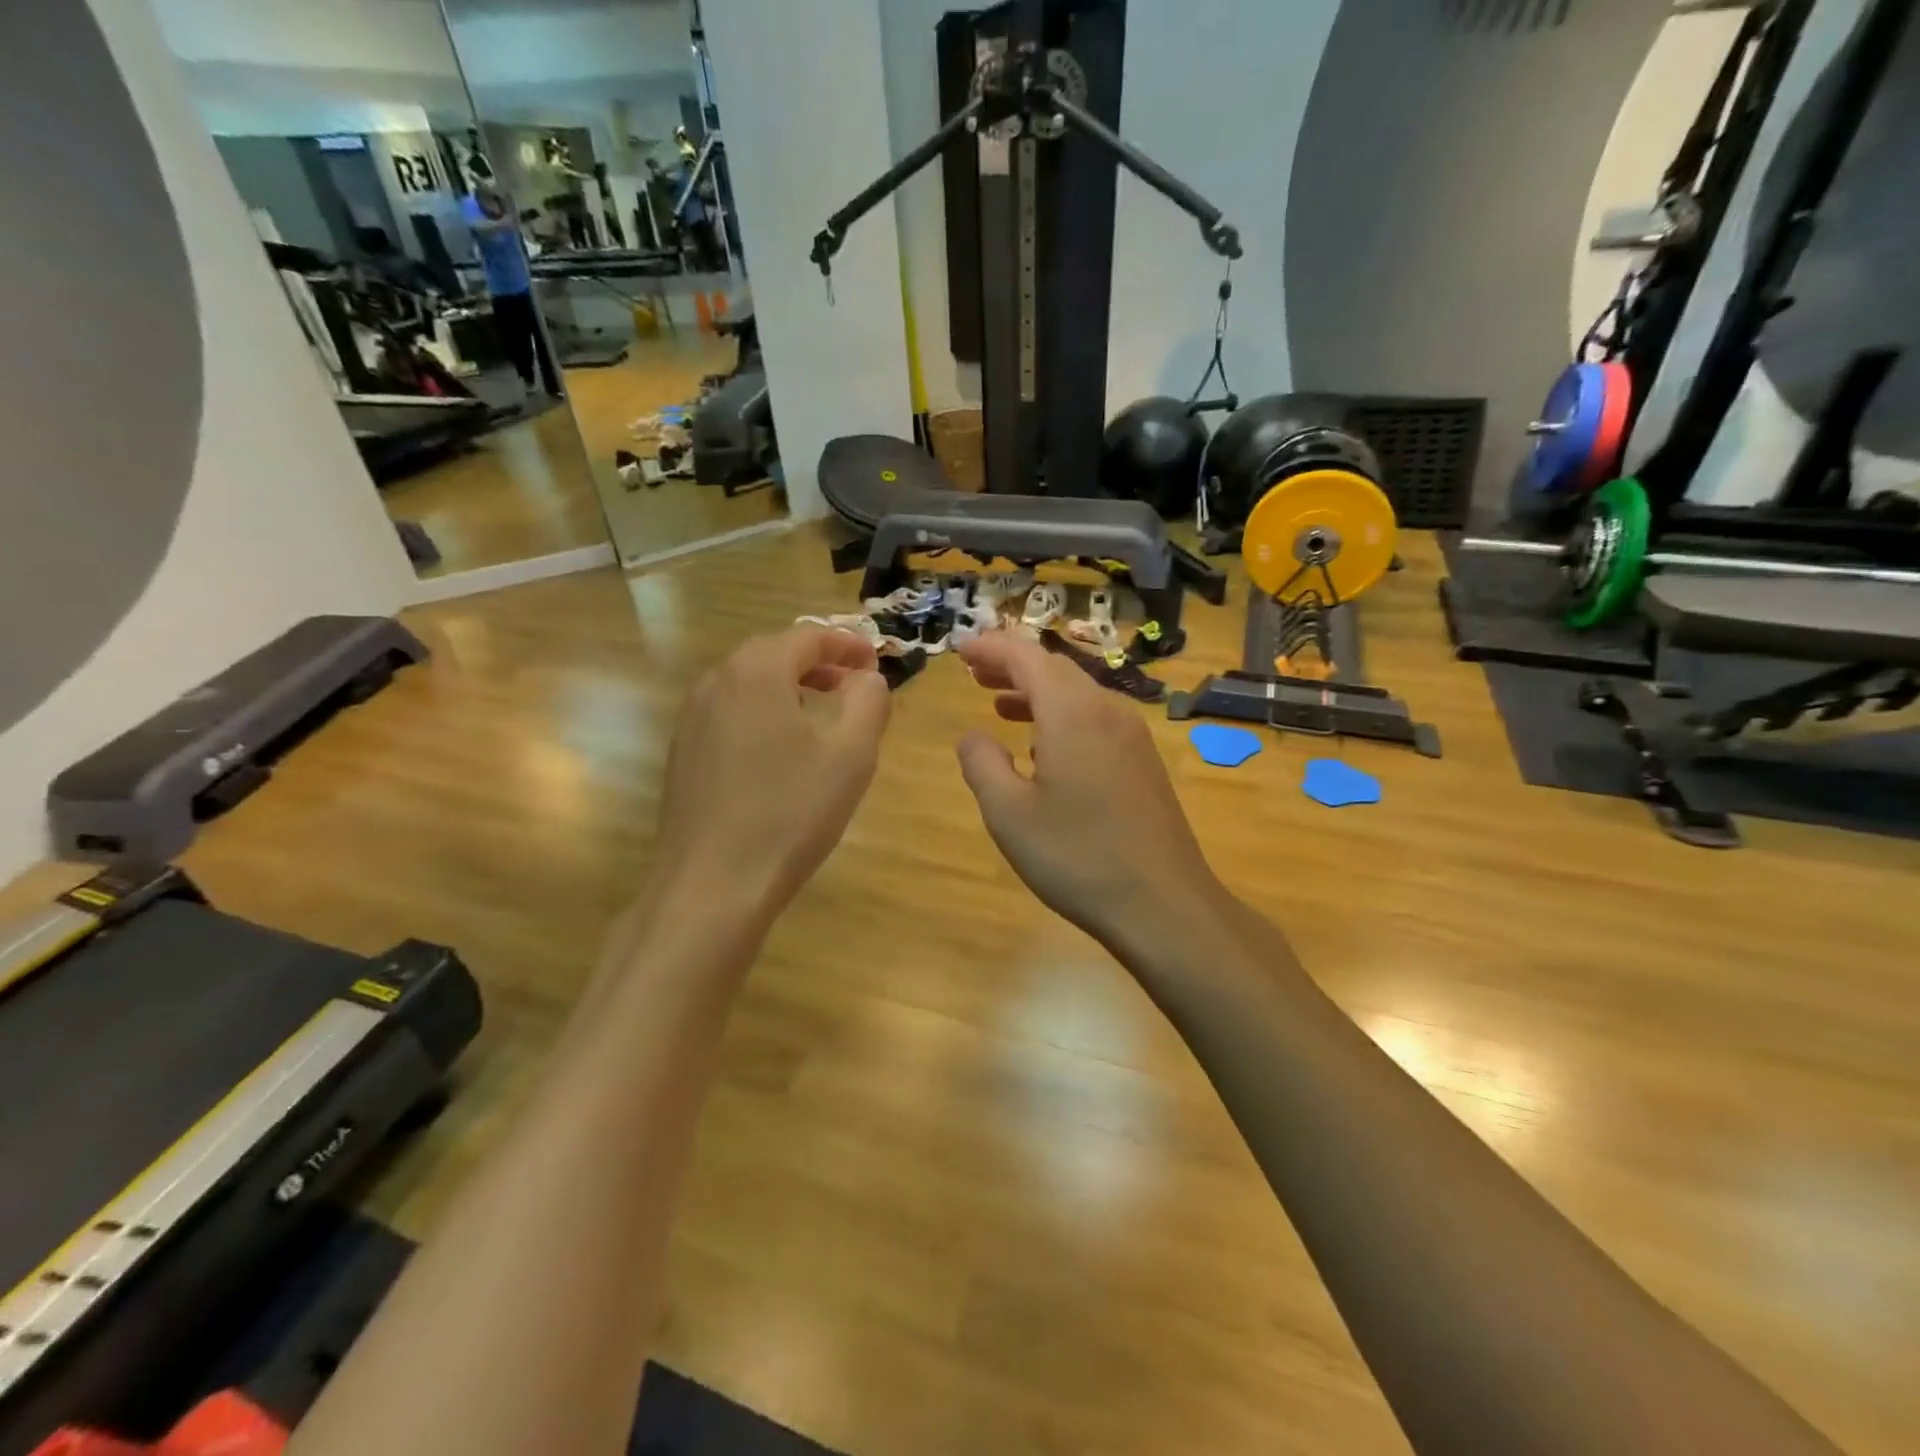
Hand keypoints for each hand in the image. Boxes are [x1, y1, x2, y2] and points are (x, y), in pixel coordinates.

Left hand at [653, 626, 891, 922]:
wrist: (712, 886)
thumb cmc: (790, 814)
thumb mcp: (851, 755)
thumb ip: (869, 702)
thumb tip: (867, 677)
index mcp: (756, 671)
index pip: (808, 636)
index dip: (848, 644)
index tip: (876, 663)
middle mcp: (716, 681)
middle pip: (774, 653)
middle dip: (819, 662)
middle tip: (853, 685)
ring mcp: (691, 718)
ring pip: (748, 683)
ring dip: (789, 686)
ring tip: (822, 713)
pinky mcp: (683, 752)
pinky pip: (730, 712)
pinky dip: (763, 712)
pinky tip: (780, 750)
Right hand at [954, 632, 1226, 953]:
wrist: (1163, 904)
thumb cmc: (1077, 857)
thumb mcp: (1009, 814)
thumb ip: (982, 764)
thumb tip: (973, 736)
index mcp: (1072, 712)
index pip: (1026, 657)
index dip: (991, 647)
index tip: (960, 648)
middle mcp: (1107, 711)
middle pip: (1055, 669)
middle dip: (1012, 665)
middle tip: (973, 671)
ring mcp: (1132, 736)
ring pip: (1077, 694)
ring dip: (1035, 691)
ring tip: (998, 702)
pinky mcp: (1143, 762)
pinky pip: (1095, 719)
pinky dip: (1060, 716)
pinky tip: (1043, 746)